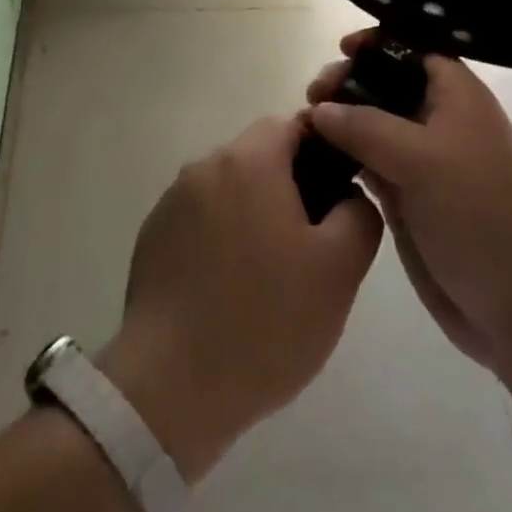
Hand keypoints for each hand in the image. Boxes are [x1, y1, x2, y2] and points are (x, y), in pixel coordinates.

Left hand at [98, 114, 382, 480]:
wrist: (171, 385)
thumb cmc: (265, 320)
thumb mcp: (339, 270)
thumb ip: (358, 214)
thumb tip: (348, 193)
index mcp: (249, 160)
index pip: (292, 126)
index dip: (322, 153)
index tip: (336, 198)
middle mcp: (206, 165)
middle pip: (259, 155)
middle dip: (289, 187)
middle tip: (310, 245)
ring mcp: (173, 200)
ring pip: (229, 188)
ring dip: (253, 213)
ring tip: (269, 274)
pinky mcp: (153, 234)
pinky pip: (200, 218)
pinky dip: (220, 237)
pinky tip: (229, 289)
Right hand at [307, 31, 511, 373]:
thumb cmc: (477, 212)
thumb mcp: (420, 158)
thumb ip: (364, 126)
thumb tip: (319, 109)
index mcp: (457, 95)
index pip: (414, 48)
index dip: (379, 42)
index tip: (342, 48)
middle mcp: (440, 119)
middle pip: (387, 83)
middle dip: (349, 82)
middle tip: (313, 96)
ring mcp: (424, 160)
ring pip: (374, 124)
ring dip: (341, 121)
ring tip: (304, 127)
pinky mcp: (410, 196)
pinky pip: (371, 162)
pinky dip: (346, 156)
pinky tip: (317, 158)